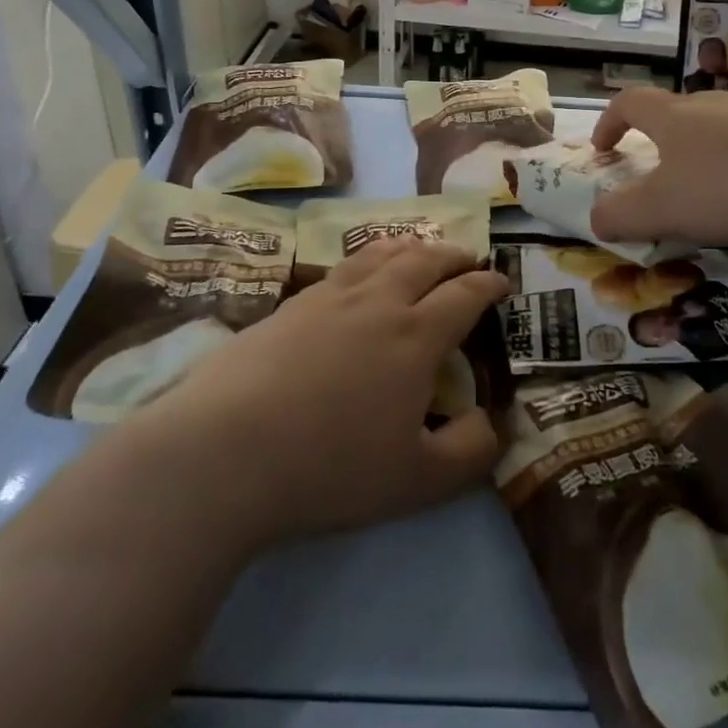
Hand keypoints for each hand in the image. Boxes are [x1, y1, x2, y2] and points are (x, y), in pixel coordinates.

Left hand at [130, 239, 506, 553]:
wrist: (224, 452)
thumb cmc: (330, 467)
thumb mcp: (418, 481)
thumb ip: (470, 451)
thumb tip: (493, 422)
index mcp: (415, 335)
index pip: (464, 294)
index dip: (489, 283)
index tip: (502, 282)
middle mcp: (377, 301)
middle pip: (424, 259)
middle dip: (454, 255)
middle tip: (467, 259)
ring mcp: (329, 297)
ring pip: (380, 253)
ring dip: (410, 247)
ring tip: (419, 251)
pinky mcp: (289, 305)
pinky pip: (342, 266)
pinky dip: (367, 260)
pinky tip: (359, 277)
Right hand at [590, 88, 727, 248]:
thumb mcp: (660, 211)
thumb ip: (618, 215)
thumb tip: (596, 218)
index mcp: (673, 115)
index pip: (629, 102)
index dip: (608, 123)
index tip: (602, 150)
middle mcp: (712, 104)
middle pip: (673, 112)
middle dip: (656, 141)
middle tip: (655, 177)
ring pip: (715, 128)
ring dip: (699, 154)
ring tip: (706, 193)